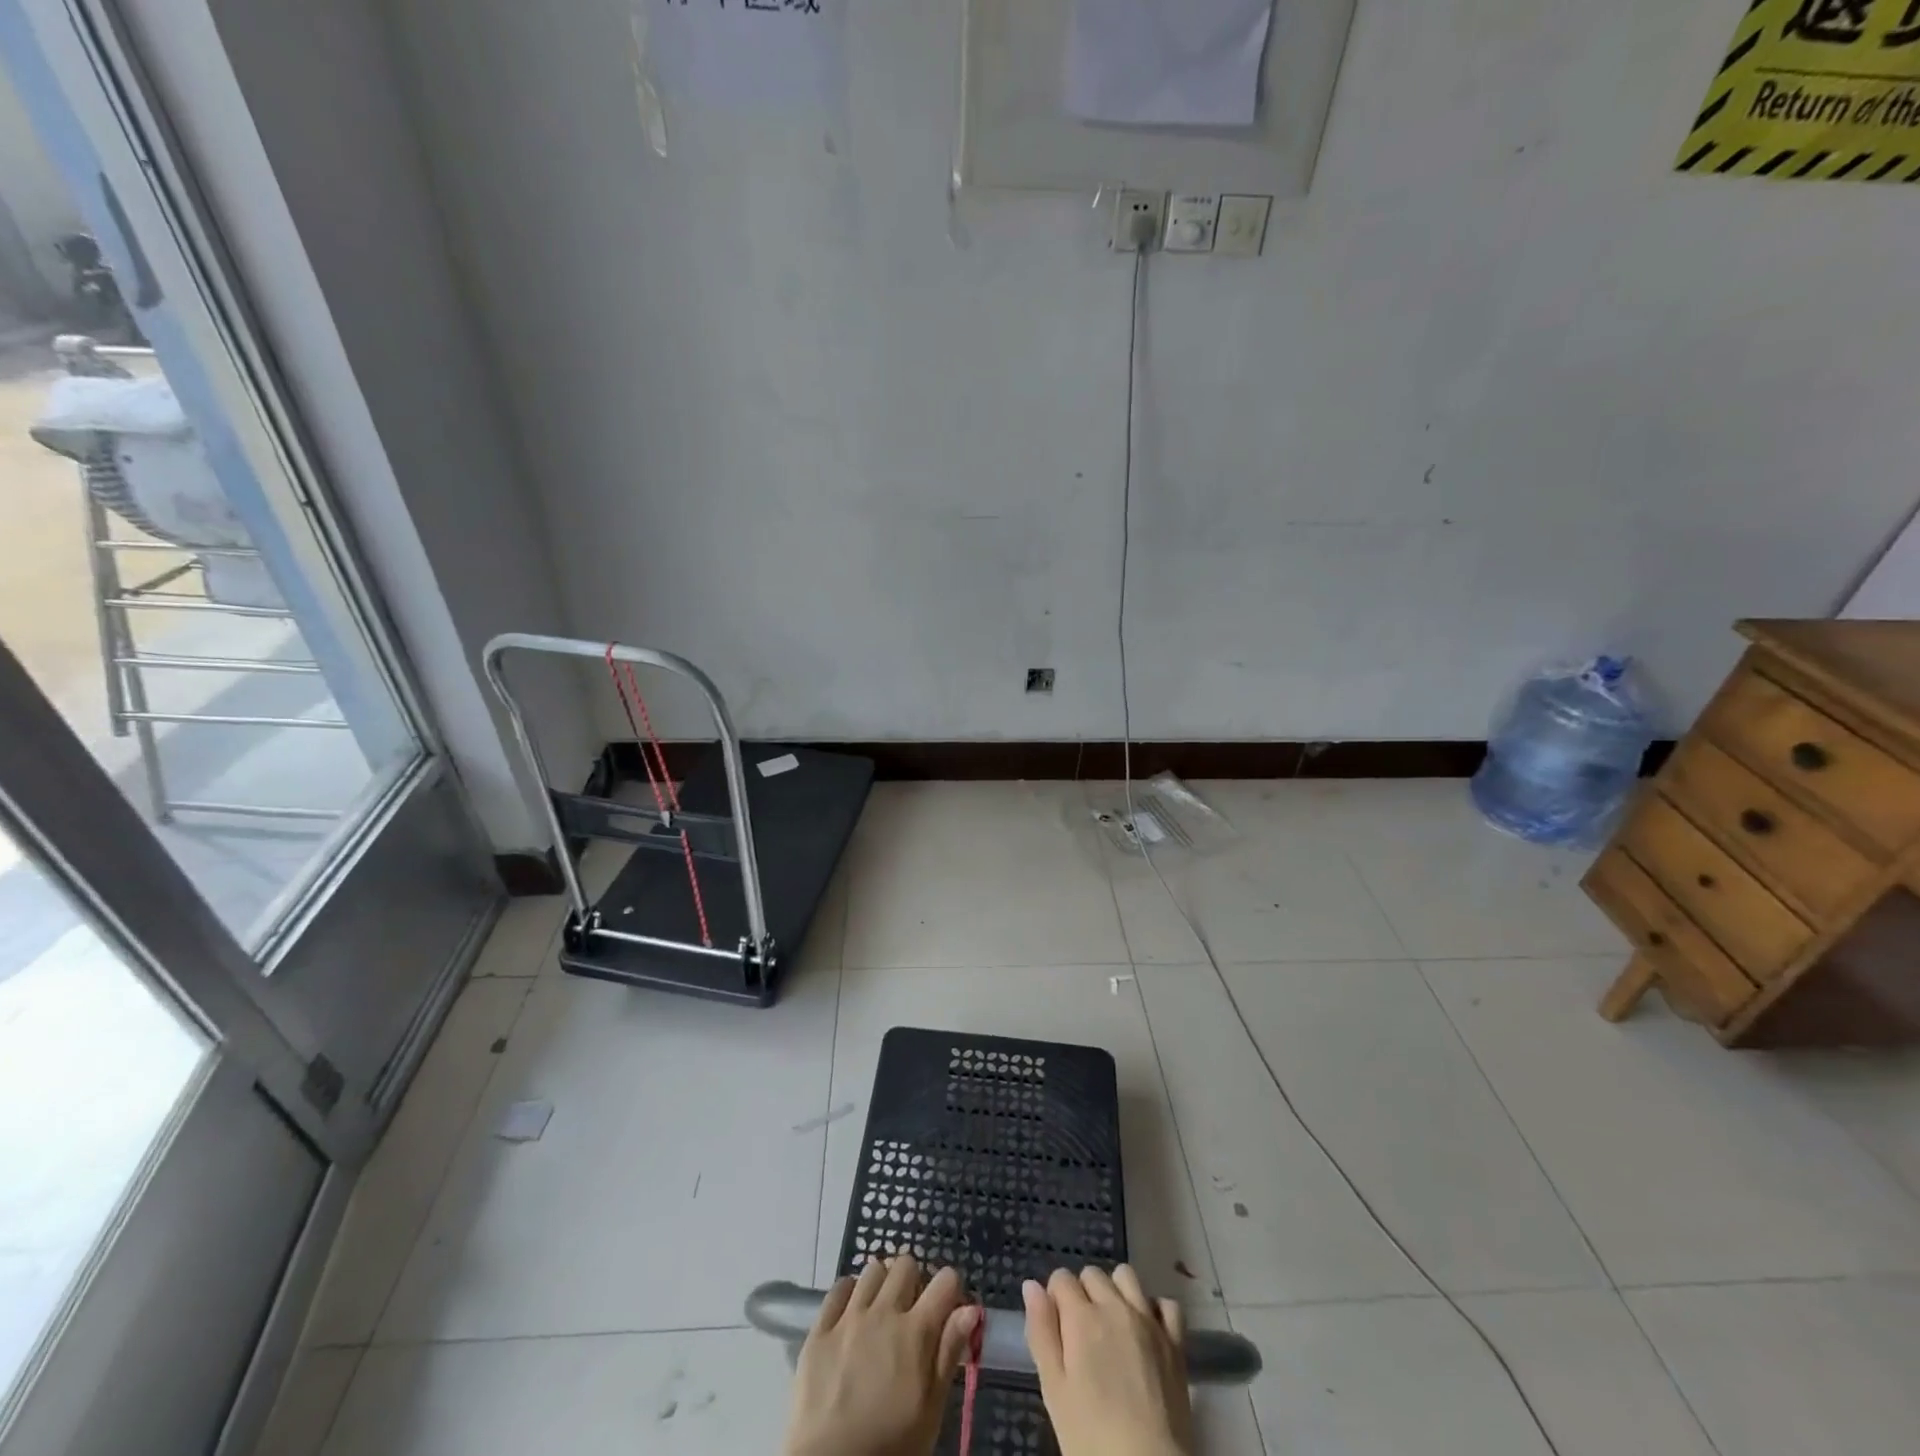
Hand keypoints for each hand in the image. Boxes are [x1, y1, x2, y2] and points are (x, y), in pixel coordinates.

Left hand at [783, 1255, 978, 1455]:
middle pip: (906, 1264)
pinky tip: (852, 1313)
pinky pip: (839, 1287)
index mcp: (916, 1332)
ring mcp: (849, 1317)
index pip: (945, 1280)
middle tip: (911, 1311)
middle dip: (914, 1281)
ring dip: (882, 1283)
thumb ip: (949, 1354)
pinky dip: (850, 1292)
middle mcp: (884, 1311)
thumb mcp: (930, 1410)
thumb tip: (970, 1308)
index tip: (946, 1308)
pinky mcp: (820, 1328)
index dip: (950, 1289)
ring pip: (872, 1270)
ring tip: (880, 1311)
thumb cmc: (890, 1447)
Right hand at [1024, 1265, 1193, 1455]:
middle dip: (1082, 1294)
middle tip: (1082, 1335)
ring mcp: (1149, 1320)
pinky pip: (1166, 1303)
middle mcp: (1115, 1306)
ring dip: (1115, 1291)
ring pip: (1126, 1276)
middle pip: (1092, 1274)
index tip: (1057, 1329)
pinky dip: (1155, 1310)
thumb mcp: (1054, 1391)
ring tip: (1112, 1327)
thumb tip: (1031, 1285)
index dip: (1055, 1299)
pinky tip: (1146, 1333)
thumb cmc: (1091, 1437)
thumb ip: (1041, 1332)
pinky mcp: (1175, 1341)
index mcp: (1082, 1317)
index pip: (1061, 1278)